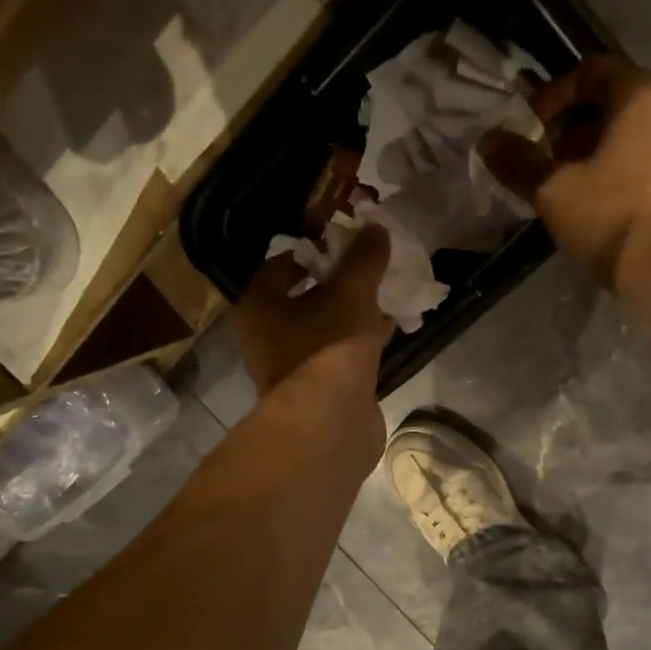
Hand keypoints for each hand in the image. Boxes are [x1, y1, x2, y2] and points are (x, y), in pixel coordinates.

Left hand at [234, 224, 392, 396]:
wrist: (330, 421)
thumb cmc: (327, 346)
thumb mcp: (350, 292)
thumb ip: (364, 259)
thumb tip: (376, 227)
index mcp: (260, 306)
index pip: (279, 266)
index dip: (310, 250)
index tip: (340, 241)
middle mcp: (268, 337)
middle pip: (302, 299)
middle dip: (335, 284)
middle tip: (367, 266)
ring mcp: (294, 368)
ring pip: (325, 329)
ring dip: (351, 315)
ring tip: (385, 294)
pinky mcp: (319, 391)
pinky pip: (341, 355)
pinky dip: (362, 342)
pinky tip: (390, 329)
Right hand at [479, 58, 650, 294]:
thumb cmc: (616, 218)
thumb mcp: (554, 192)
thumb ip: (519, 163)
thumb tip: (488, 140)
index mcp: (642, 96)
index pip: (591, 72)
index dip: (552, 97)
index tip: (530, 131)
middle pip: (613, 108)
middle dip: (571, 134)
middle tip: (545, 168)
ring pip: (633, 142)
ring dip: (595, 161)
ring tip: (568, 197)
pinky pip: (650, 170)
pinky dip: (621, 181)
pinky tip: (602, 216)